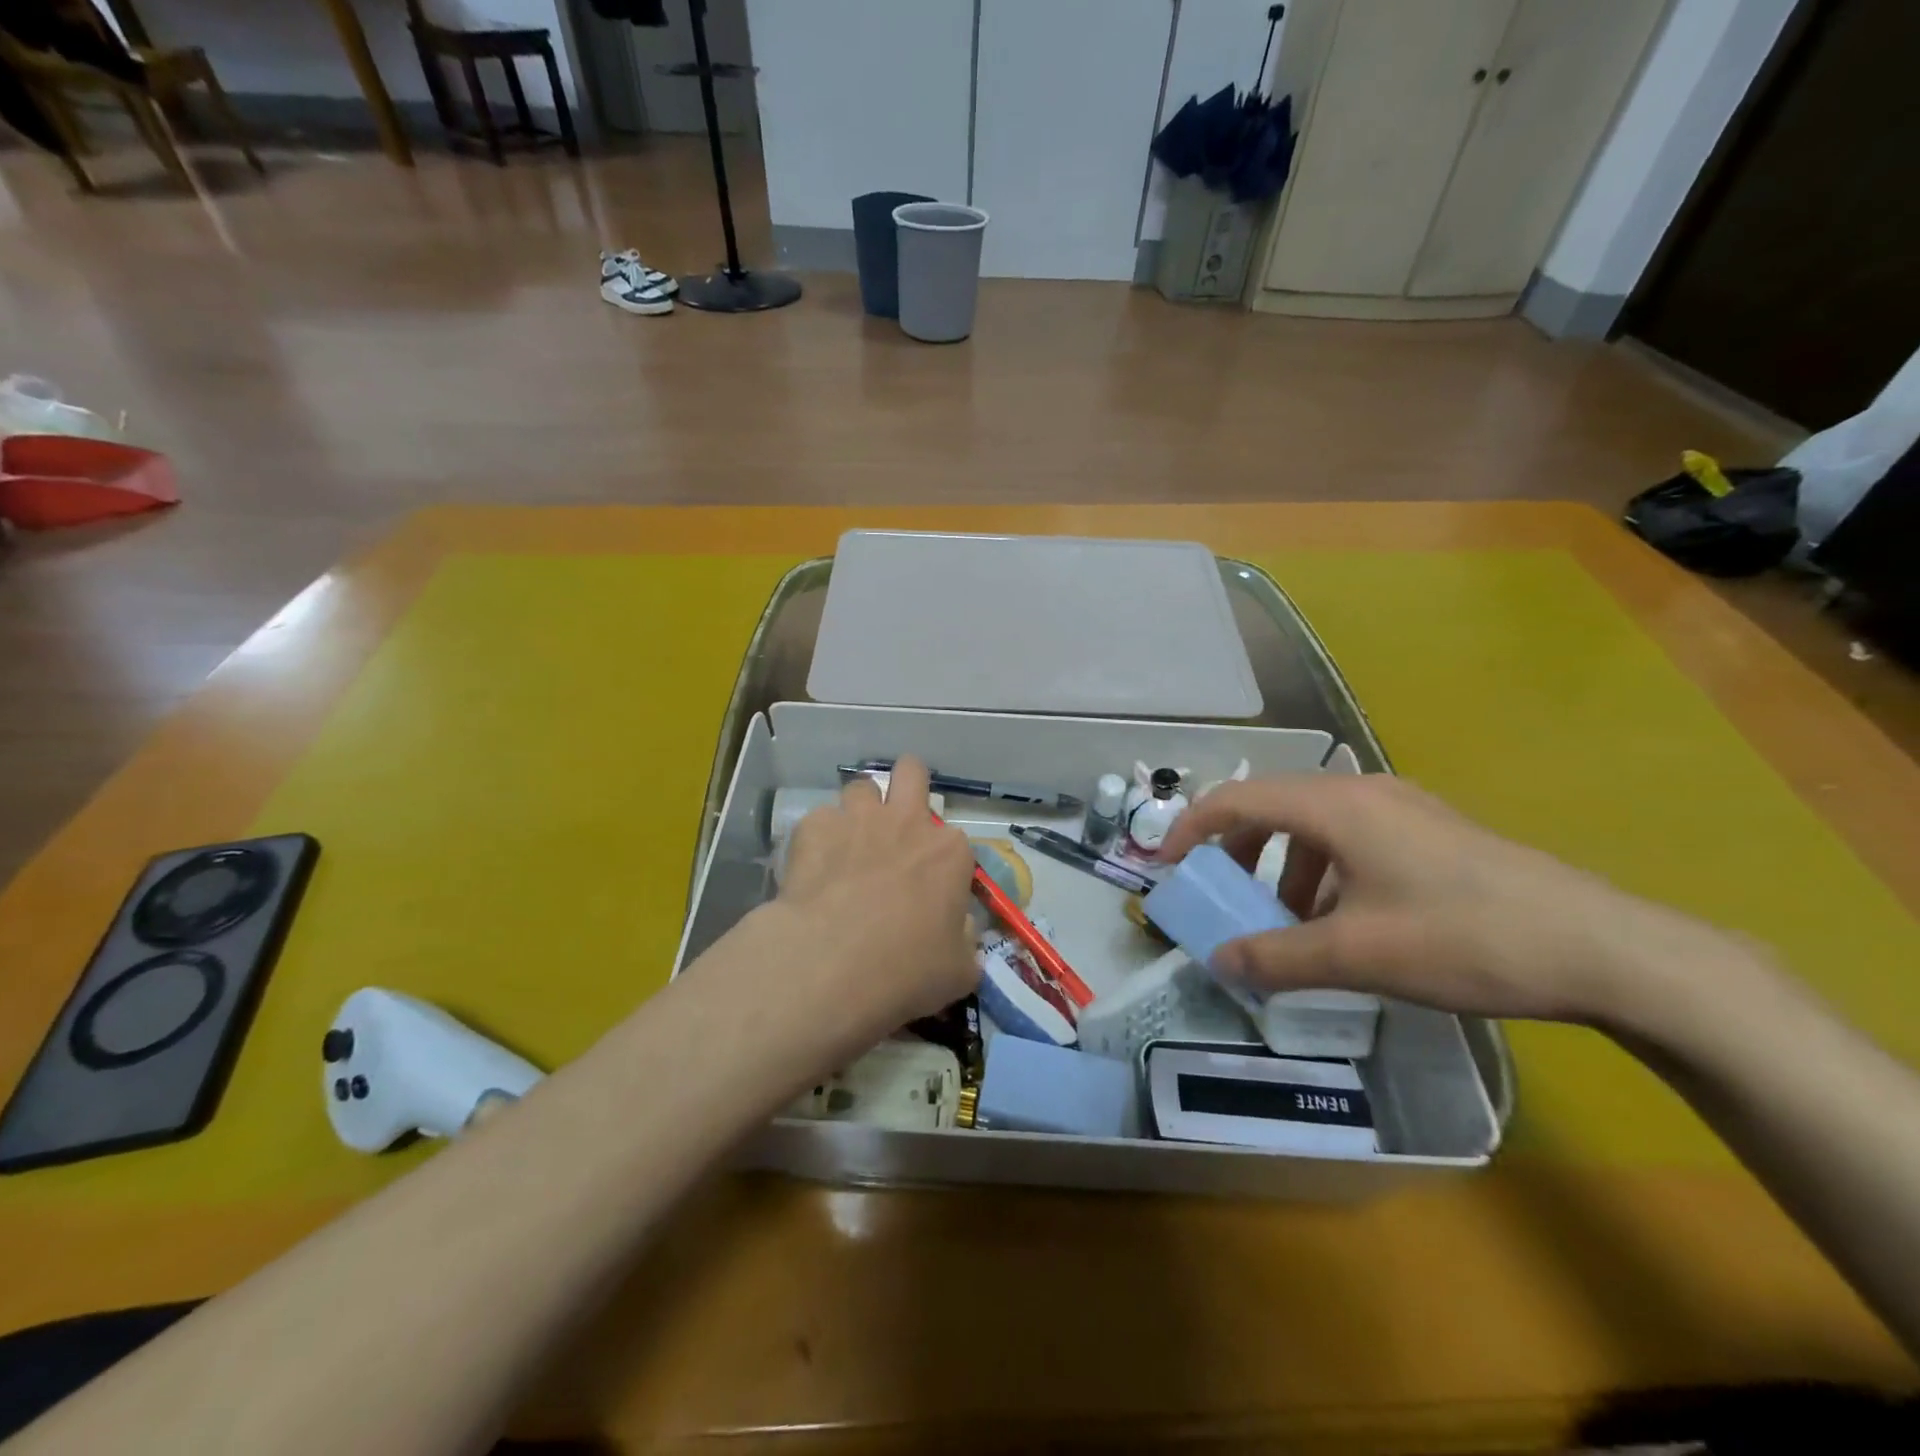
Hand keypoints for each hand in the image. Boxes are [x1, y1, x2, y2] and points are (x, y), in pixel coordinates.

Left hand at [771, 757, 979, 1029]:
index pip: (957, 843)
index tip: (933, 892)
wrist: (831, 964)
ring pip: (861, 787)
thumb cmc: (906, 969)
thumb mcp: (959, 971)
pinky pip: (819, 819)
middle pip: (911, 771)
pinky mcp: (813, 828)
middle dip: (907, 784)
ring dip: (859, 810)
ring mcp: (857, 819)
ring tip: (849, 842)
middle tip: (896, 819)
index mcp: (949, 852)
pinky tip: (813, 867)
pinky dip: (819, 838)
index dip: (944, 865)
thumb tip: (961, 930)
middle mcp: (906, 822)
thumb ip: (966, 941)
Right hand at [1157, 774, 1743, 1027]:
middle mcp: (1363, 792)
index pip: (1237, 799)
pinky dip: (1324, 873)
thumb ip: (1277, 957)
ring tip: (1288, 923)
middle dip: (1237, 852)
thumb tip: (1218, 962)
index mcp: (1336, 805)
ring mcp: (1403, 809)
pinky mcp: (1431, 833)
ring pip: (1314, 826)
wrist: (1606, 949)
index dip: (1191, 828)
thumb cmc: (1464, 938)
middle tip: (1224, 897)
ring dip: (1284, 868)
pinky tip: (1345, 923)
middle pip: (1272, 806)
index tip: (1166, 867)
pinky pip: (1352, 840)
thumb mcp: (1357, 955)